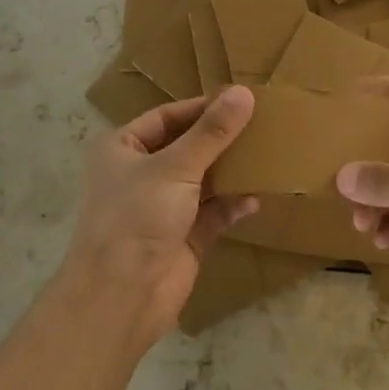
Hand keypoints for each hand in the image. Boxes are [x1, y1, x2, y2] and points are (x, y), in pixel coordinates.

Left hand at [65, 86, 257, 346]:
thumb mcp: (176, 166)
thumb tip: (244, 92)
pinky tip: (256, 198)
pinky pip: (213, 212)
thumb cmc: (137, 217)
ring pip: (203, 179)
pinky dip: (233, 204)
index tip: (241, 100)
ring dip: (231, 170)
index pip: (167, 117)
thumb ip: (212, 132)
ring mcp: (162, 207)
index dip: (202, 108)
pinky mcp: (183, 237)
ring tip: (267, 154)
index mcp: (123, 149)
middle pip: (187, 147)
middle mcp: (140, 174)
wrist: (121, 297)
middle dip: (221, 139)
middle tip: (261, 123)